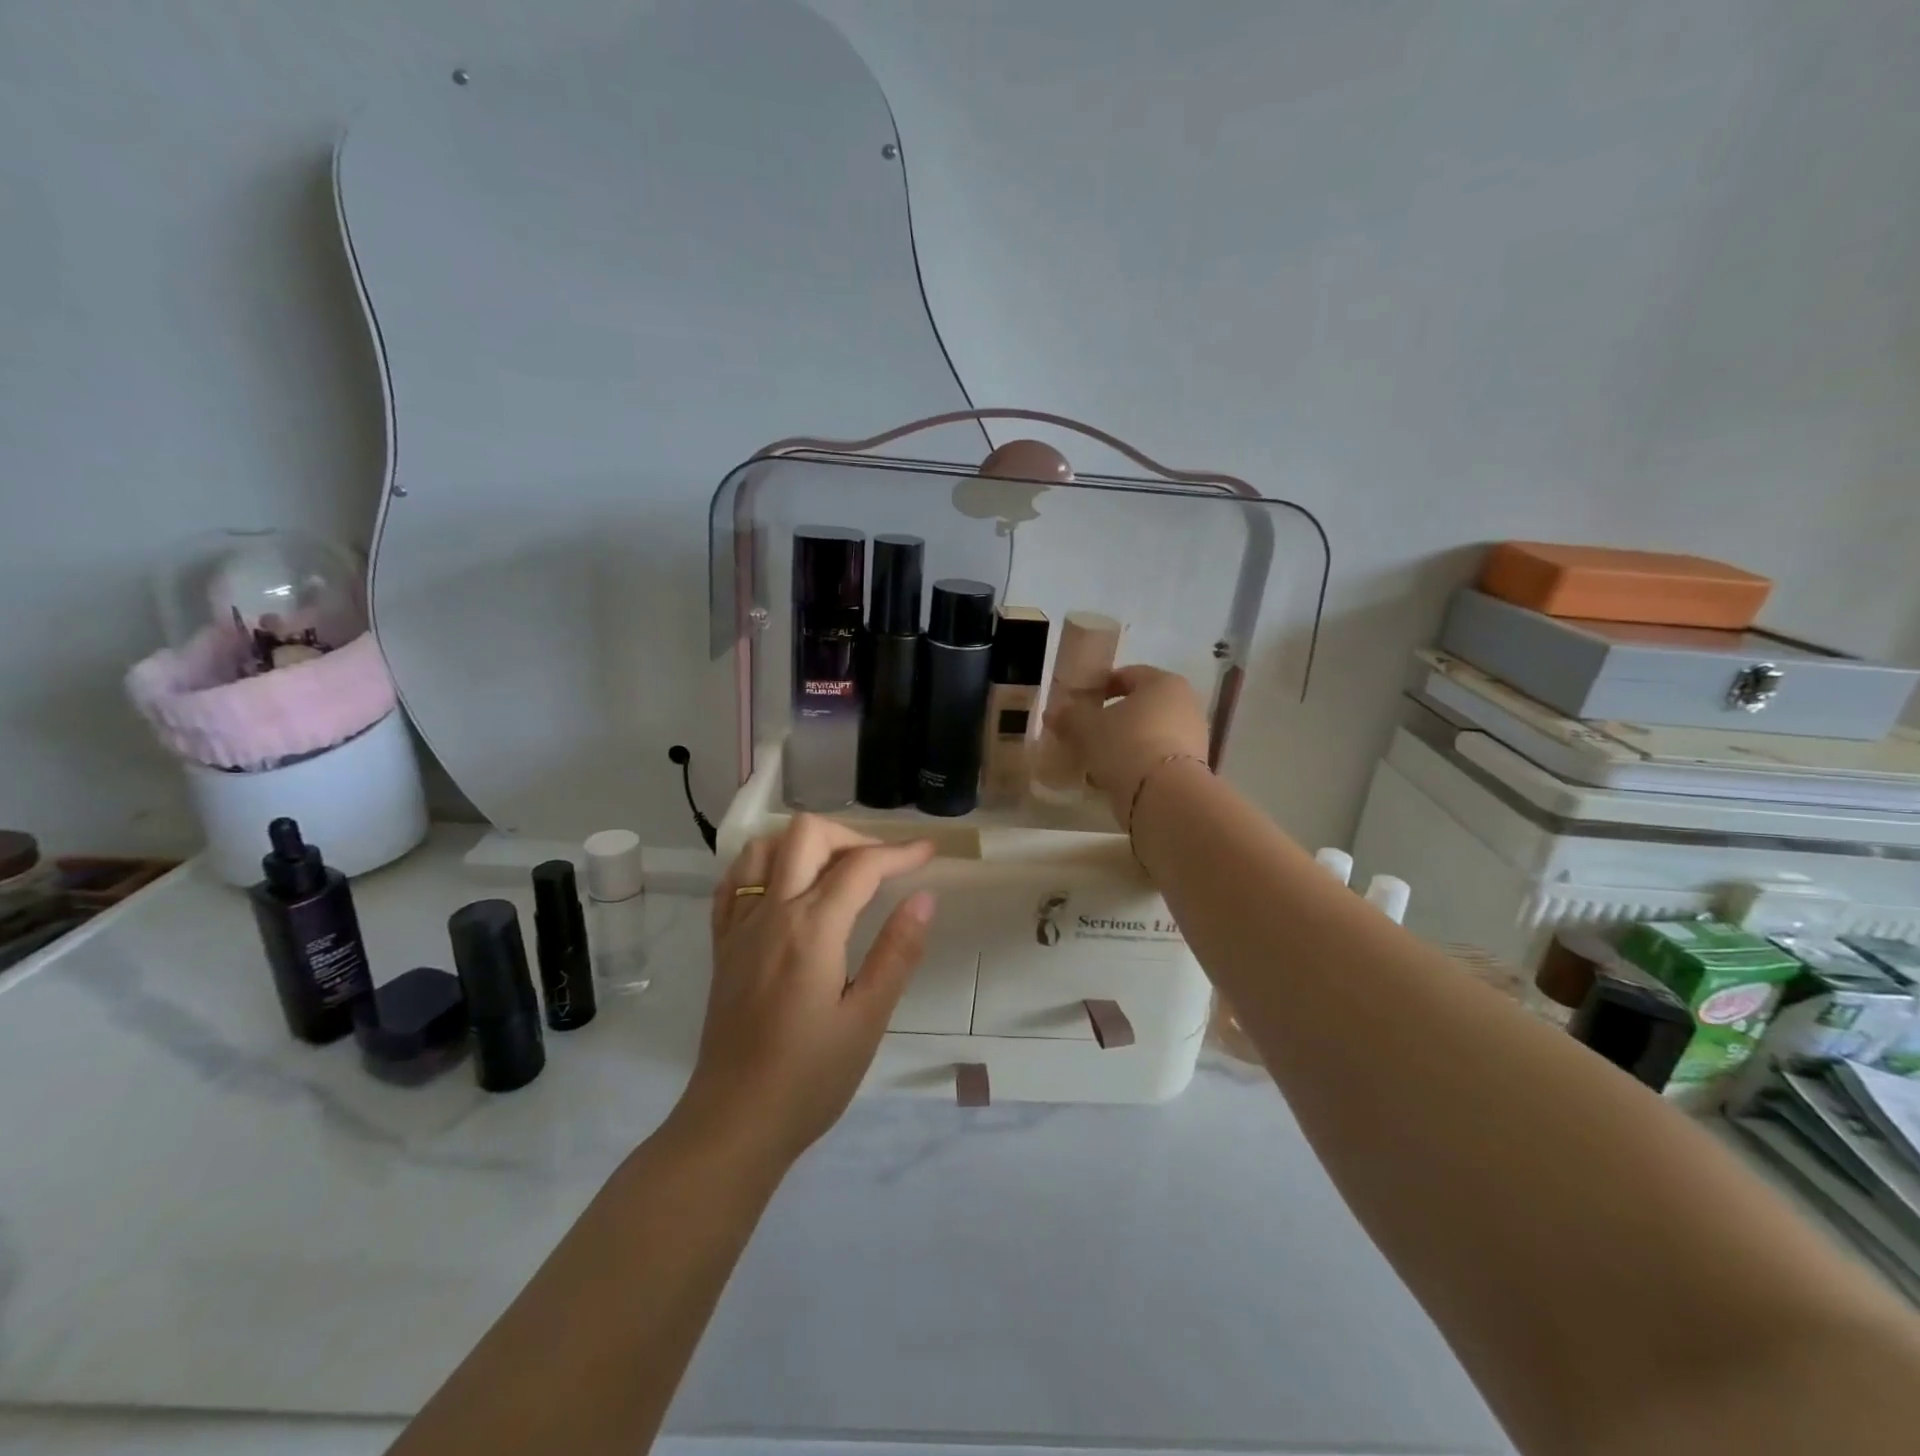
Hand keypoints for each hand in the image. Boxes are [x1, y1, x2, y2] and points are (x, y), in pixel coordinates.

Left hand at [678, 816, 936, 1166]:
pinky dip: (764, 866)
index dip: (900, 853)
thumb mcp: (867, 1019)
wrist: (735, 1122)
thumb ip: (897, 952)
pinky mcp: (722, 945)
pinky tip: (785, 887)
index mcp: (811, 930)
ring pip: (764, 847)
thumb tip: (924, 898)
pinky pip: (734, 881)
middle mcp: (771, 912)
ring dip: (804, 845)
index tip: (928, 853)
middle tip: (882, 868)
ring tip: (836, 872)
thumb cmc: (810, 1077)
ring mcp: (739, 926)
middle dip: (852, 837)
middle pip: (807, 835)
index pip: (860, 867)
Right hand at [1046, 665, 1208, 825]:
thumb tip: (1053, 713)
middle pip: (1139, 707)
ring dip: (1123, 744)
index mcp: (1164, 683)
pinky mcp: (1192, 768)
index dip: (1099, 687)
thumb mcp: (1087, 727)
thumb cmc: (1126, 744)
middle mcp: (1185, 704)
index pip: (1126, 675)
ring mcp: (1193, 738)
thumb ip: (1069, 716)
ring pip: (1147, 734)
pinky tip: (1114, 778)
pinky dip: (1136, 764)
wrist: (1164, 796)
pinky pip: (1156, 758)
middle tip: (1085, 733)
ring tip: (1096, 760)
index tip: (1079, 704)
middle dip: (1111, 719)